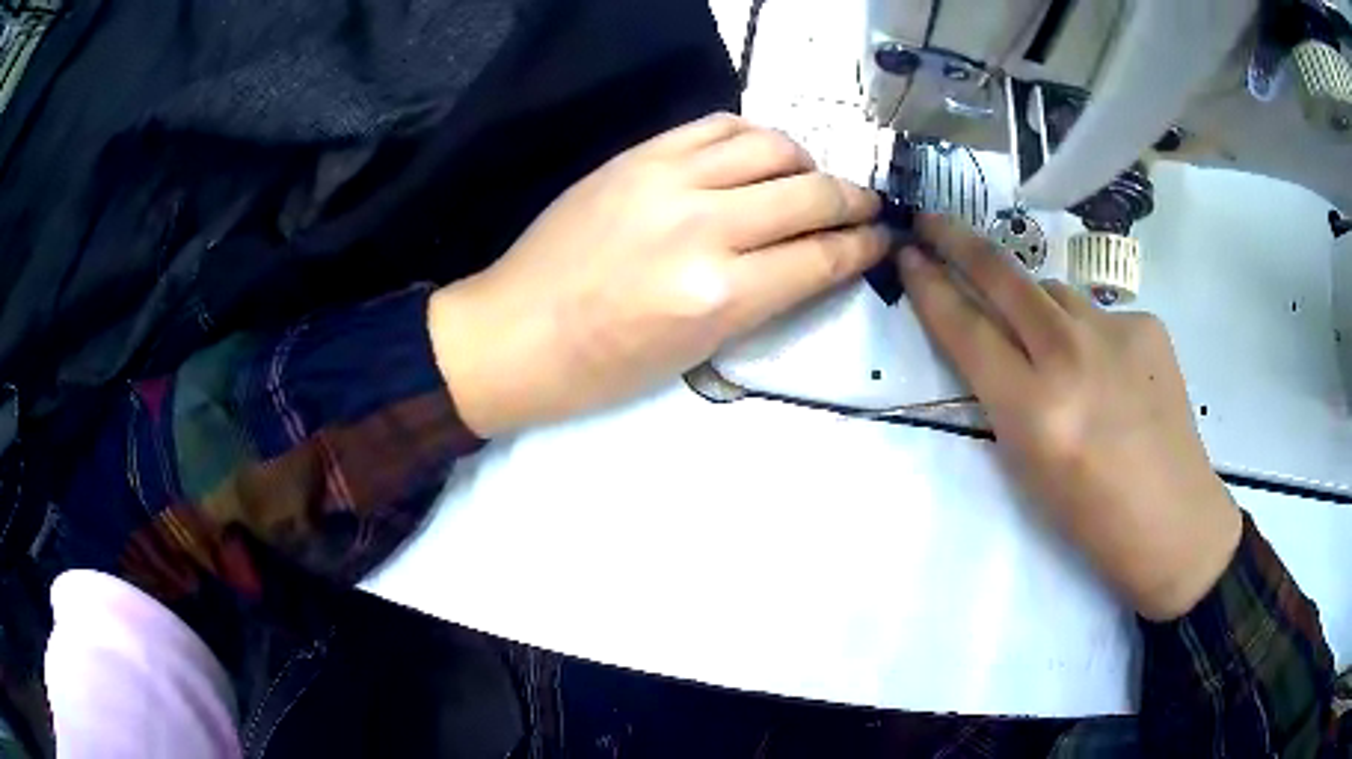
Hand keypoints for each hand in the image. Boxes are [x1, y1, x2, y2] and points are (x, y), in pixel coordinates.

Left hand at [429, 113, 887, 436]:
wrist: (515, 332)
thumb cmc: (603, 366)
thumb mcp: (698, 349)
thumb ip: (763, 295)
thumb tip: (812, 256)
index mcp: (720, 295)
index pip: (821, 256)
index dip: (864, 245)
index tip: (884, 238)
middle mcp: (704, 226)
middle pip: (810, 193)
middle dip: (854, 199)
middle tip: (867, 206)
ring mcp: (668, 180)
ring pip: (771, 145)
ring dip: (807, 161)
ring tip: (810, 178)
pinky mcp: (639, 155)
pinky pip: (718, 125)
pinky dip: (753, 136)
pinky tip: (759, 154)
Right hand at [899, 214, 1241, 620]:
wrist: (1173, 520)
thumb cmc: (1091, 516)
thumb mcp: (1027, 466)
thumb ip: (1004, 394)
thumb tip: (996, 339)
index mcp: (1034, 409)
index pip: (967, 329)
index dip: (930, 287)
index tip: (908, 255)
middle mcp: (1072, 356)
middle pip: (1004, 277)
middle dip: (958, 241)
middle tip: (931, 220)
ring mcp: (1116, 331)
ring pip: (1053, 291)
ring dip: (1035, 304)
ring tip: (1051, 346)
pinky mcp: (1147, 324)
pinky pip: (1098, 313)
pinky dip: (1089, 333)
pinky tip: (1109, 372)